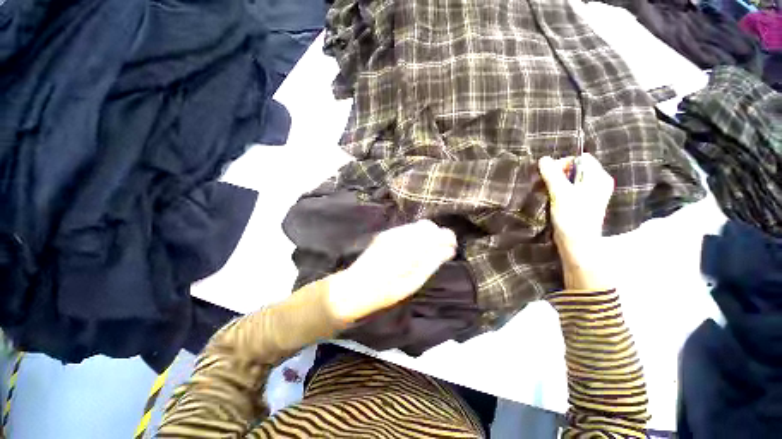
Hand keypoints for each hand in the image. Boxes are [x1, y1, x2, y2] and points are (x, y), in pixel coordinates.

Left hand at [327, 220, 456, 322]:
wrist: (354, 287)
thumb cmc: (386, 291)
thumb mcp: (413, 282)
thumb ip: (432, 262)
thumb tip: (448, 249)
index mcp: (409, 247)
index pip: (436, 232)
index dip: (448, 237)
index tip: (452, 248)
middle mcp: (400, 234)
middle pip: (427, 225)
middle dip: (438, 235)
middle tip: (441, 251)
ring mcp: (391, 232)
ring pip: (417, 226)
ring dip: (426, 235)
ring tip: (427, 251)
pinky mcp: (385, 234)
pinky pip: (407, 229)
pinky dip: (416, 236)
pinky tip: (413, 249)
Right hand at [539, 153, 614, 289]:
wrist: (577, 243)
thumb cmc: (572, 217)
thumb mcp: (560, 193)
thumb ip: (552, 174)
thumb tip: (543, 158)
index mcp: (598, 177)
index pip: (580, 158)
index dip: (564, 163)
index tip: (551, 175)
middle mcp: (597, 182)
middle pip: (575, 168)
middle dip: (558, 173)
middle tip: (547, 184)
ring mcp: (590, 193)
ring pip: (570, 179)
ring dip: (556, 182)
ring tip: (547, 191)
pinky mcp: (582, 202)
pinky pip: (569, 188)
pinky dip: (559, 190)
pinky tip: (551, 197)